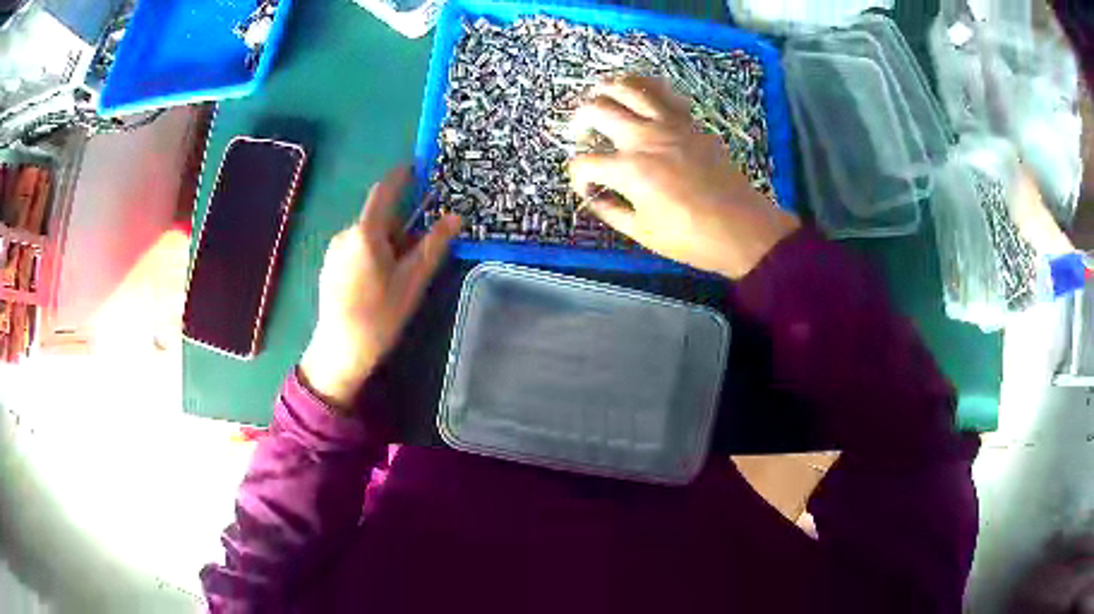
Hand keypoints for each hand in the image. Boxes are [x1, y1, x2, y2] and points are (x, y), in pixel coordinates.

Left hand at [300, 167, 461, 409]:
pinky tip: (378, 283)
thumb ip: (433, 245)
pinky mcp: (329, 266)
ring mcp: (334, 250)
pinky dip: (372, 253)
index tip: (417, 166)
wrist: (341, 349)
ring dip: (387, 242)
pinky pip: (356, 248)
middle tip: (419, 249)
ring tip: (399, 274)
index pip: (384, 191)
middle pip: (378, 217)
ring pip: (367, 234)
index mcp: (366, 233)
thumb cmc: (380, 315)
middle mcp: (346, 234)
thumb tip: (455, 216)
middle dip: (400, 224)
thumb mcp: (412, 280)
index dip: (401, 176)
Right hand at [567, 76, 799, 278]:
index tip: (587, 187)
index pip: (584, 162)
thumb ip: (611, 211)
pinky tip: (640, 96)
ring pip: (629, 86)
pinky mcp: (691, 122)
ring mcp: (670, 124)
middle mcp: (644, 137)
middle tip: (581, 132)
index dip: (577, 176)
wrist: (742, 227)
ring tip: (602, 98)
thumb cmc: (691, 237)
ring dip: (607, 88)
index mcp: (629, 170)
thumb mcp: (643, 233)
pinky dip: (645, 88)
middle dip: (579, 119)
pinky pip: (664, 92)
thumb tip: (594, 197)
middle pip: (597, 109)